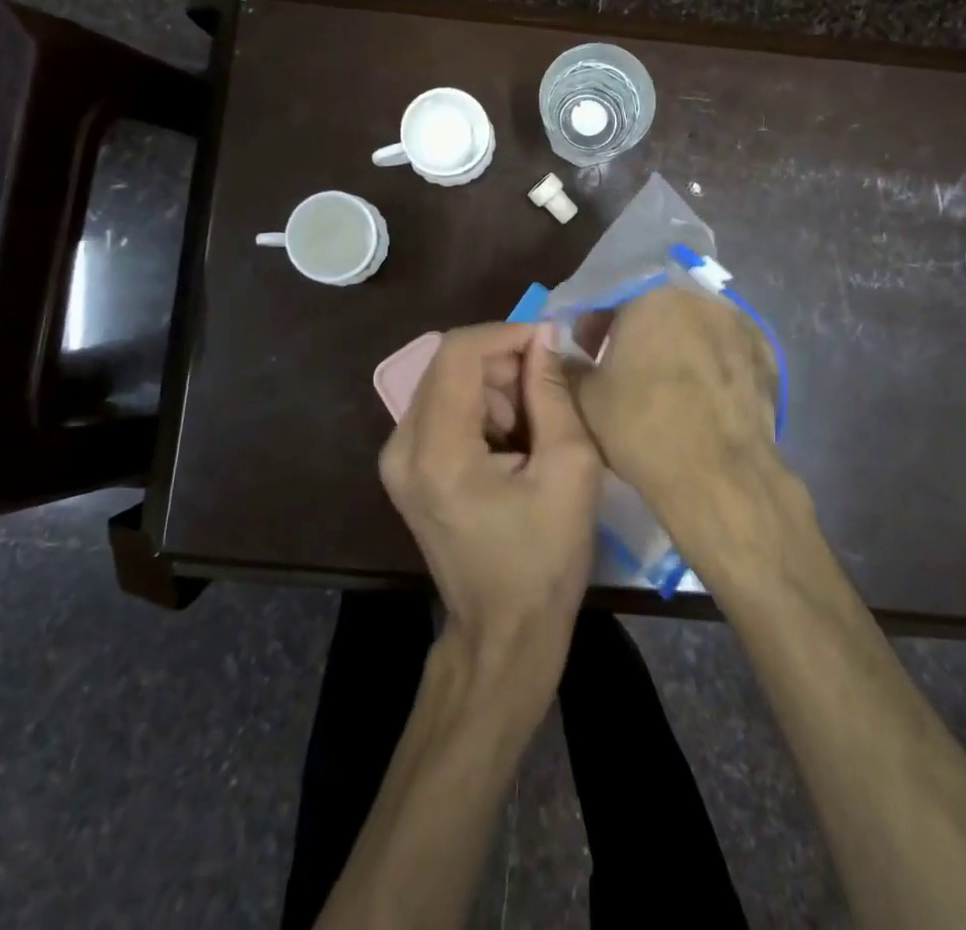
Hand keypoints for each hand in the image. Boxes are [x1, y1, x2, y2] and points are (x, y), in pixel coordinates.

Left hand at [380, 322, 601, 698]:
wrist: (503, 633)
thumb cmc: (544, 559)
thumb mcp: (569, 470)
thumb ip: (553, 394)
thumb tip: (544, 338)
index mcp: (437, 450)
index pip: (459, 352)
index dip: (507, 333)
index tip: (550, 342)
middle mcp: (401, 446)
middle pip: (449, 364)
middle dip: (504, 363)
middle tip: (550, 390)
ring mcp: (396, 459)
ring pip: (446, 382)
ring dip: (495, 387)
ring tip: (535, 427)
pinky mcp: (404, 469)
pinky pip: (442, 409)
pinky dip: (480, 408)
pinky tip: (512, 443)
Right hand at [572, 285, 801, 579]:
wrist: (719, 475)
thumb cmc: (641, 426)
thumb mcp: (585, 398)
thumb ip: (570, 367)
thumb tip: (567, 356)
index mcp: (650, 296)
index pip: (610, 298)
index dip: (593, 325)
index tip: (586, 350)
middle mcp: (698, 299)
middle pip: (656, 308)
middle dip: (636, 332)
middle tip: (623, 367)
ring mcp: (739, 324)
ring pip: (694, 328)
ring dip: (675, 346)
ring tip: (665, 384)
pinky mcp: (766, 355)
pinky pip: (725, 351)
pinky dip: (710, 364)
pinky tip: (701, 396)